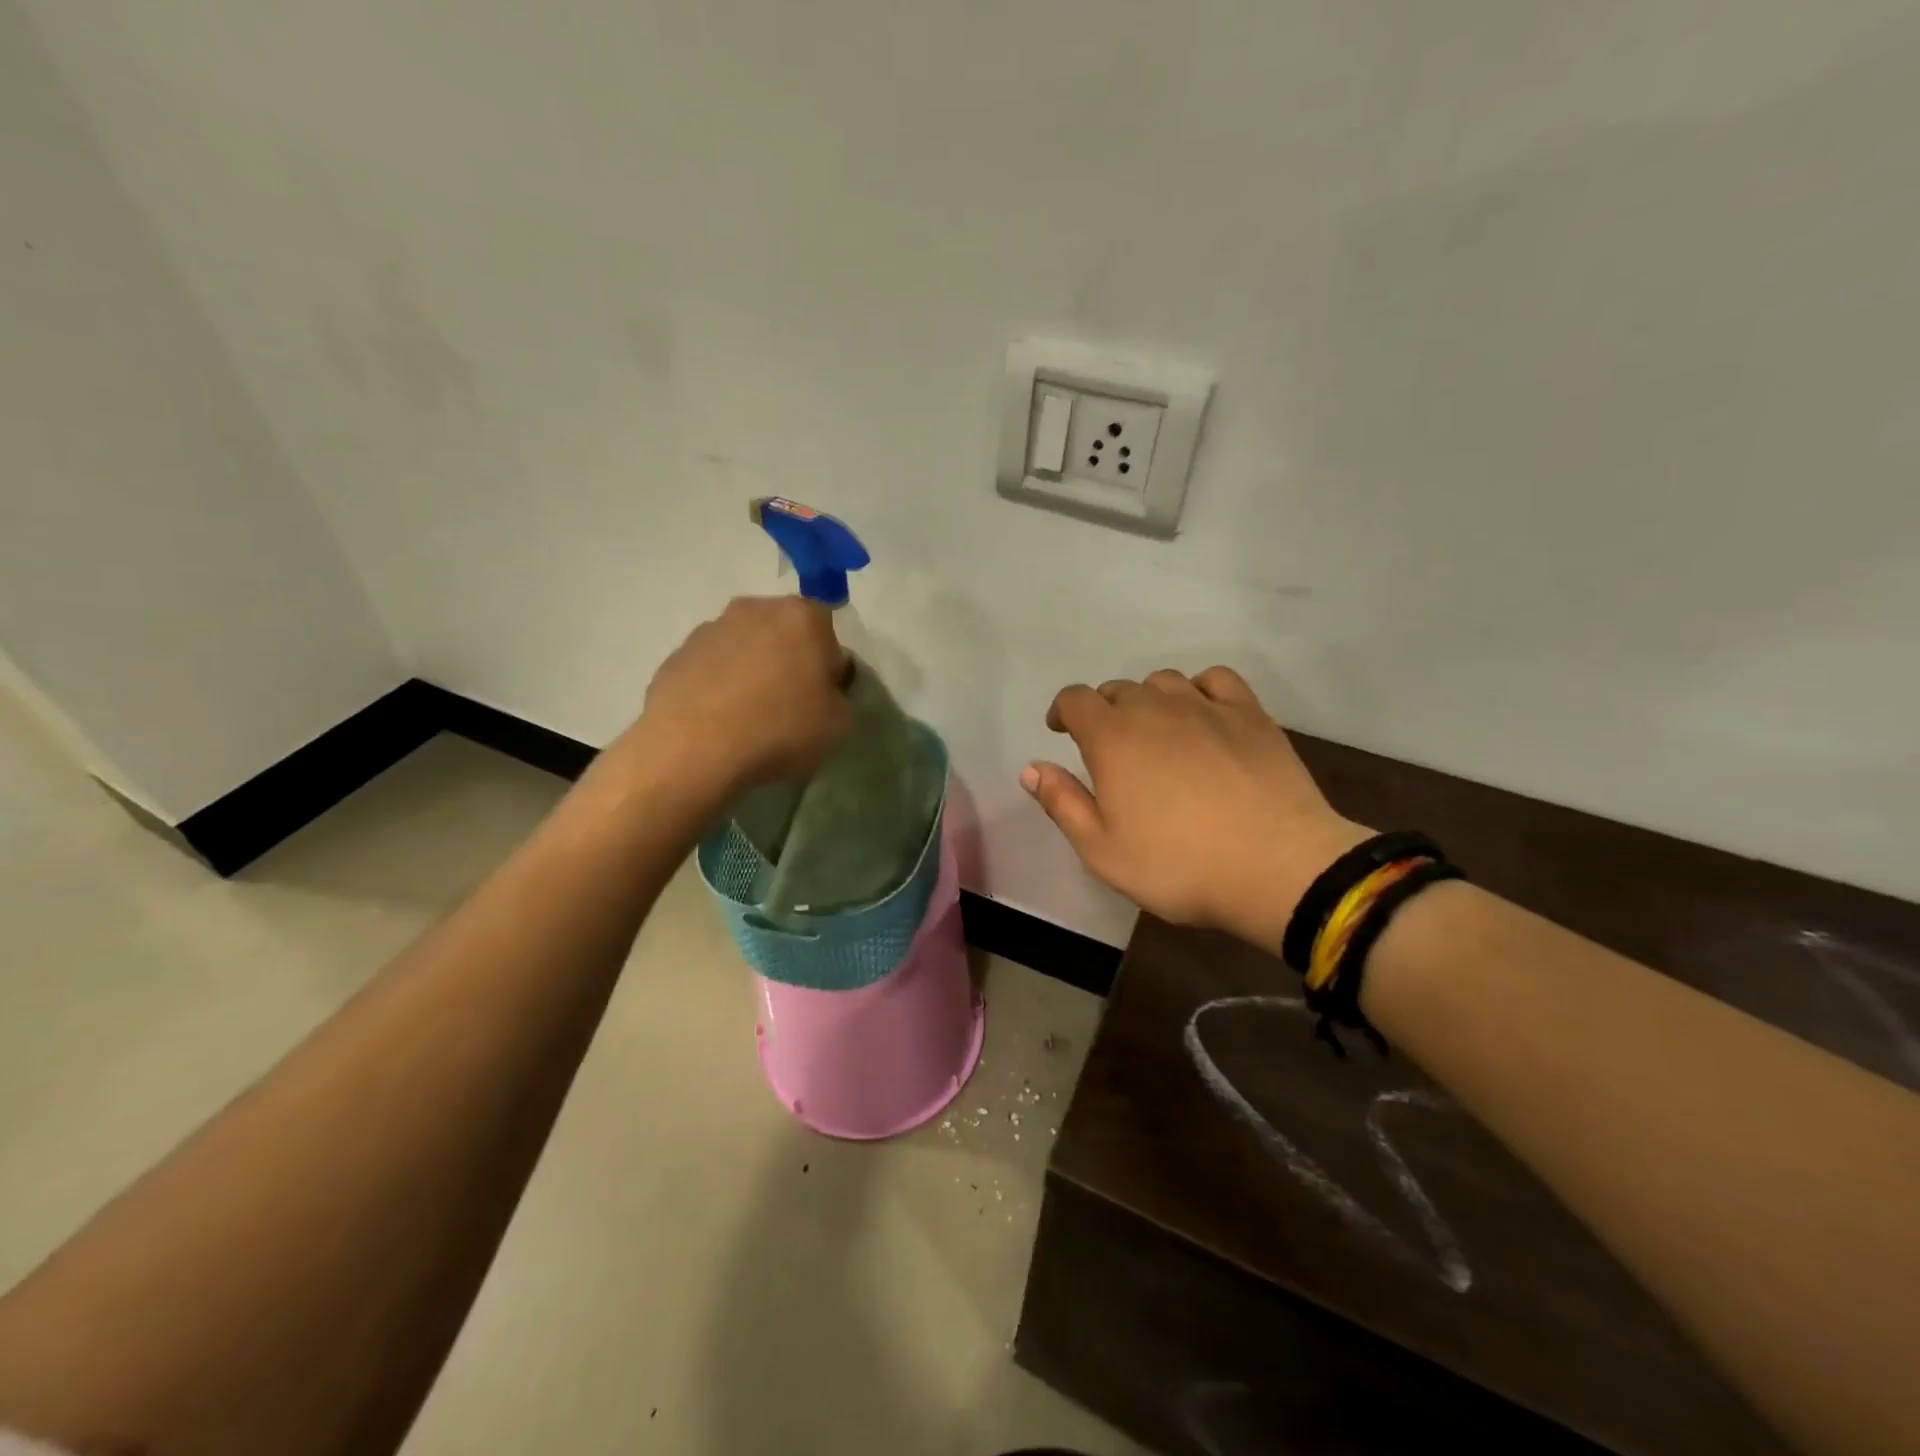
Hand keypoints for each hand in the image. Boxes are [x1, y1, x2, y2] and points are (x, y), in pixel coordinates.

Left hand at [625, 596, 851, 798]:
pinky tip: (719, 722)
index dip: (828, 666)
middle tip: (788, 705)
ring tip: (749, 718)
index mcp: (802, 616)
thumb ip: (840, 695)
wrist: (694, 748)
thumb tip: (824, 688)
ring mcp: (711, 629)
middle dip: (788, 661)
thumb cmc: (780, 727)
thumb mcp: (840, 723)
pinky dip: (718, 687)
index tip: (822, 697)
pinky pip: (711, 668)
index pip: (828, 632)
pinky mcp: (677, 655)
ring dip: (750, 672)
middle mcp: (755, 609)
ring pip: (744, 648)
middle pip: (783, 633)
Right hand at [1023, 667, 1369, 953]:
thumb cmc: (1178, 865)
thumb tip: (1031, 768)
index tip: (1061, 731)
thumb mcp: (1102, 850)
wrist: (1276, 867)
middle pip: (1118, 689)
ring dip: (1149, 699)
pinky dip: (1199, 689)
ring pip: (1164, 681)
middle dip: (1104, 711)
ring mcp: (1207, 707)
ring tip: (1155, 730)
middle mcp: (1155, 709)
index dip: (1063, 711)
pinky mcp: (1250, 715)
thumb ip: (1062, 803)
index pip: (1075, 699)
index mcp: (1112, 738)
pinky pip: (1216, 680)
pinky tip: (1202, 712)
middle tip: (1110, 747)